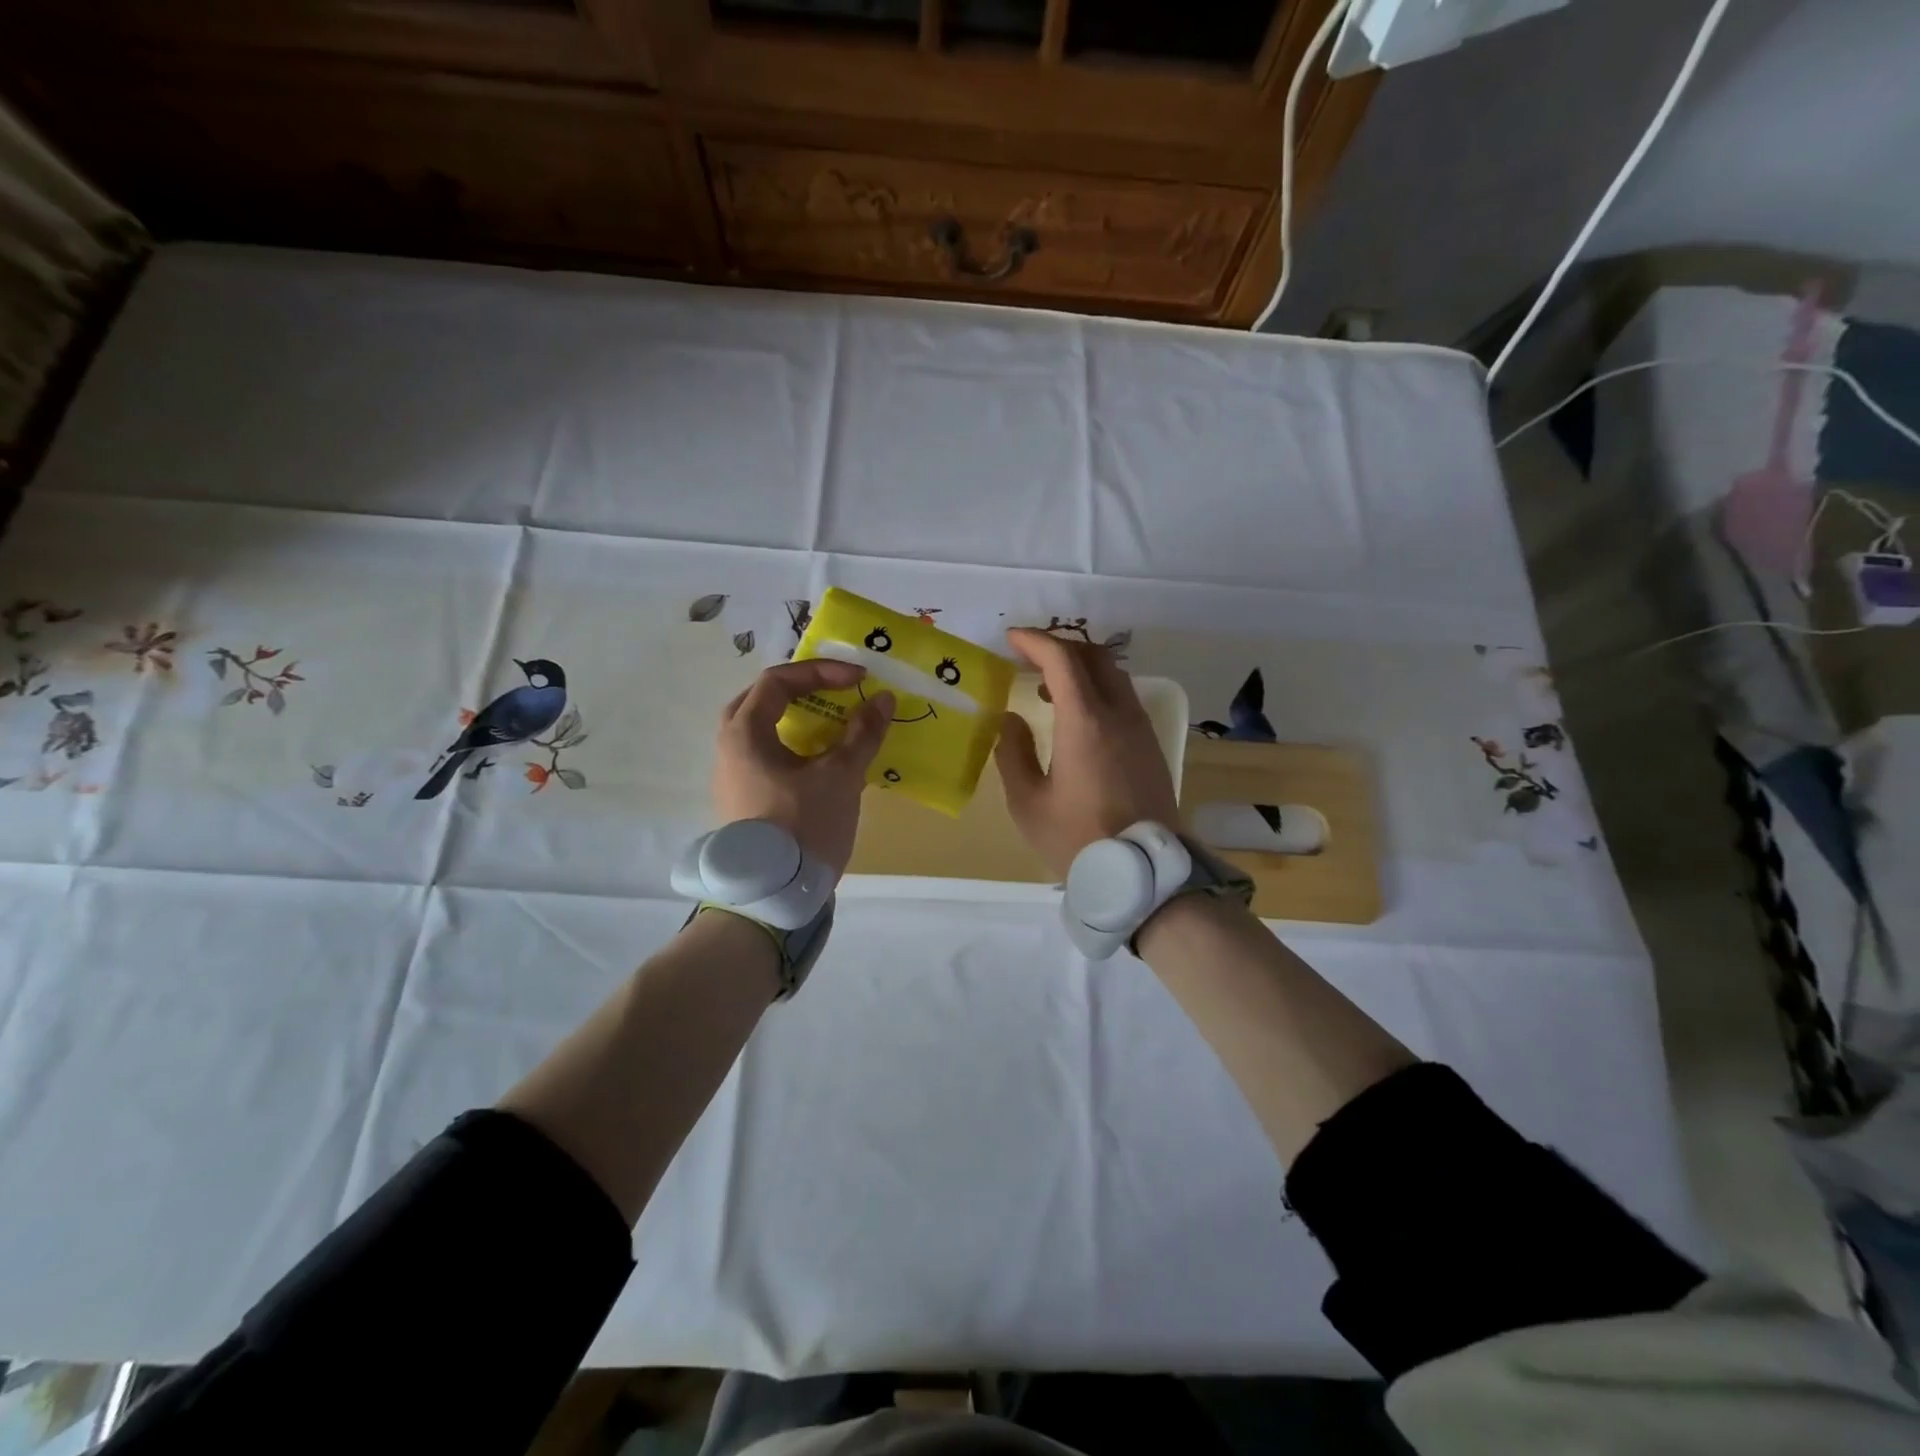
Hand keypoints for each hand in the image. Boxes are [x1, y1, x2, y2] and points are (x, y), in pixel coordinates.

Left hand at [714, 660, 892, 877]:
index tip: (859, 680)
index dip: (821, 672)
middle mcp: (730, 748)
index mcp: (745, 733)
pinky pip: (767, 756)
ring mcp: (733, 777)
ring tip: (834, 724)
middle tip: (835, 692)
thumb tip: (882, 700)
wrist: (773, 896)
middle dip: (803, 690)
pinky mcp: (743, 800)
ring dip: (799, 720)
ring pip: (764, 731)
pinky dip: (795, 746)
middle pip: (764, 701)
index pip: (778, 681)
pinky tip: (822, 761)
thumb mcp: (840, 776)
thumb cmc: (804, 826)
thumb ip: (862, 734)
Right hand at [995, 627, 1180, 878]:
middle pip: (1094, 656)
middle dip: (1059, 648)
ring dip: (1080, 670)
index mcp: (1085, 721)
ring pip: (1114, 675)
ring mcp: (1140, 728)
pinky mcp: (1150, 746)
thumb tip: (1011, 720)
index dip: (1034, 641)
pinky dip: (1097, 691)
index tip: (1010, 640)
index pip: (1062, 659)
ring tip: (1047, 691)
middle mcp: (1118, 714)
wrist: (1144, 873)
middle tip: (1028, 660)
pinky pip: (1124, 699)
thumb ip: (1013, 754)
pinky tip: (1076, 718)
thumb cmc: (1078, 839)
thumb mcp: (1028, 802)